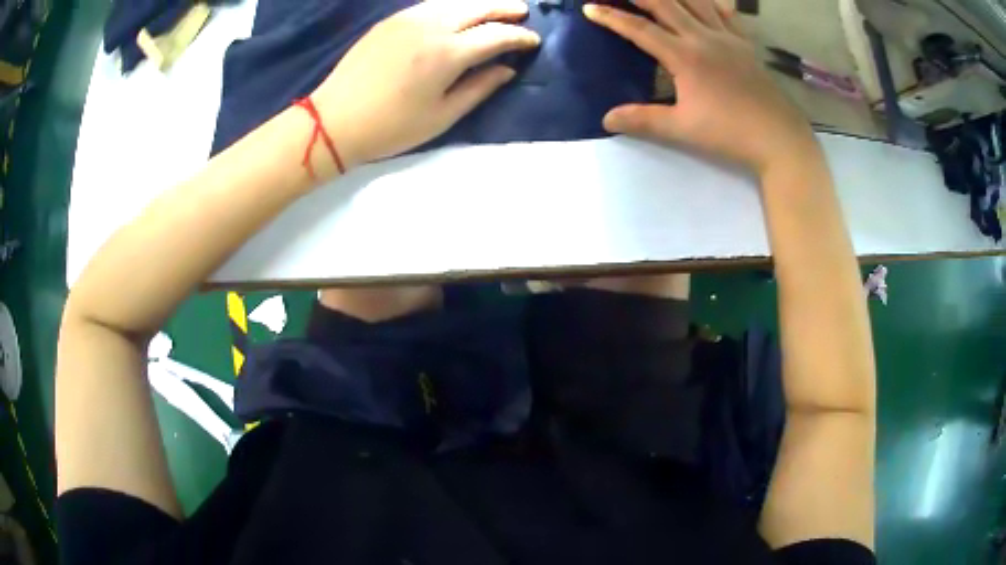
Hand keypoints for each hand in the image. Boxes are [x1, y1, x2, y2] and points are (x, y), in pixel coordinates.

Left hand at [312, 0, 539, 170]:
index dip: (519, 37)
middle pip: (478, 7)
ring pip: (454, 1)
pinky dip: (453, 5)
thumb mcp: (442, 115)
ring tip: (495, 9)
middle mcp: (431, 25)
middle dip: (505, 8)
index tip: (533, 41)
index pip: (496, 35)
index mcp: (448, 53)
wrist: (334, 120)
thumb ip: (479, 88)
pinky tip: (458, 13)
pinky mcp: (391, 20)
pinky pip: (431, 5)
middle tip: (522, 13)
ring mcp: (408, 18)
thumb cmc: (391, 126)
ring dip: (480, 3)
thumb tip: (507, 69)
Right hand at [584, 0, 817, 173]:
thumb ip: (643, 120)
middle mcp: (703, 37)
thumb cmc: (730, 133)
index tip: (589, 7)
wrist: (779, 138)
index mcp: (685, 56)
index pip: (640, 29)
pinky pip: (725, 13)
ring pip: (696, 1)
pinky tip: (705, 0)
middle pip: (665, 4)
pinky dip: (711, 2)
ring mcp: (727, 37)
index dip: (612, 17)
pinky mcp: (745, 45)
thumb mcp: (683, 129)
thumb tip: (606, 119)